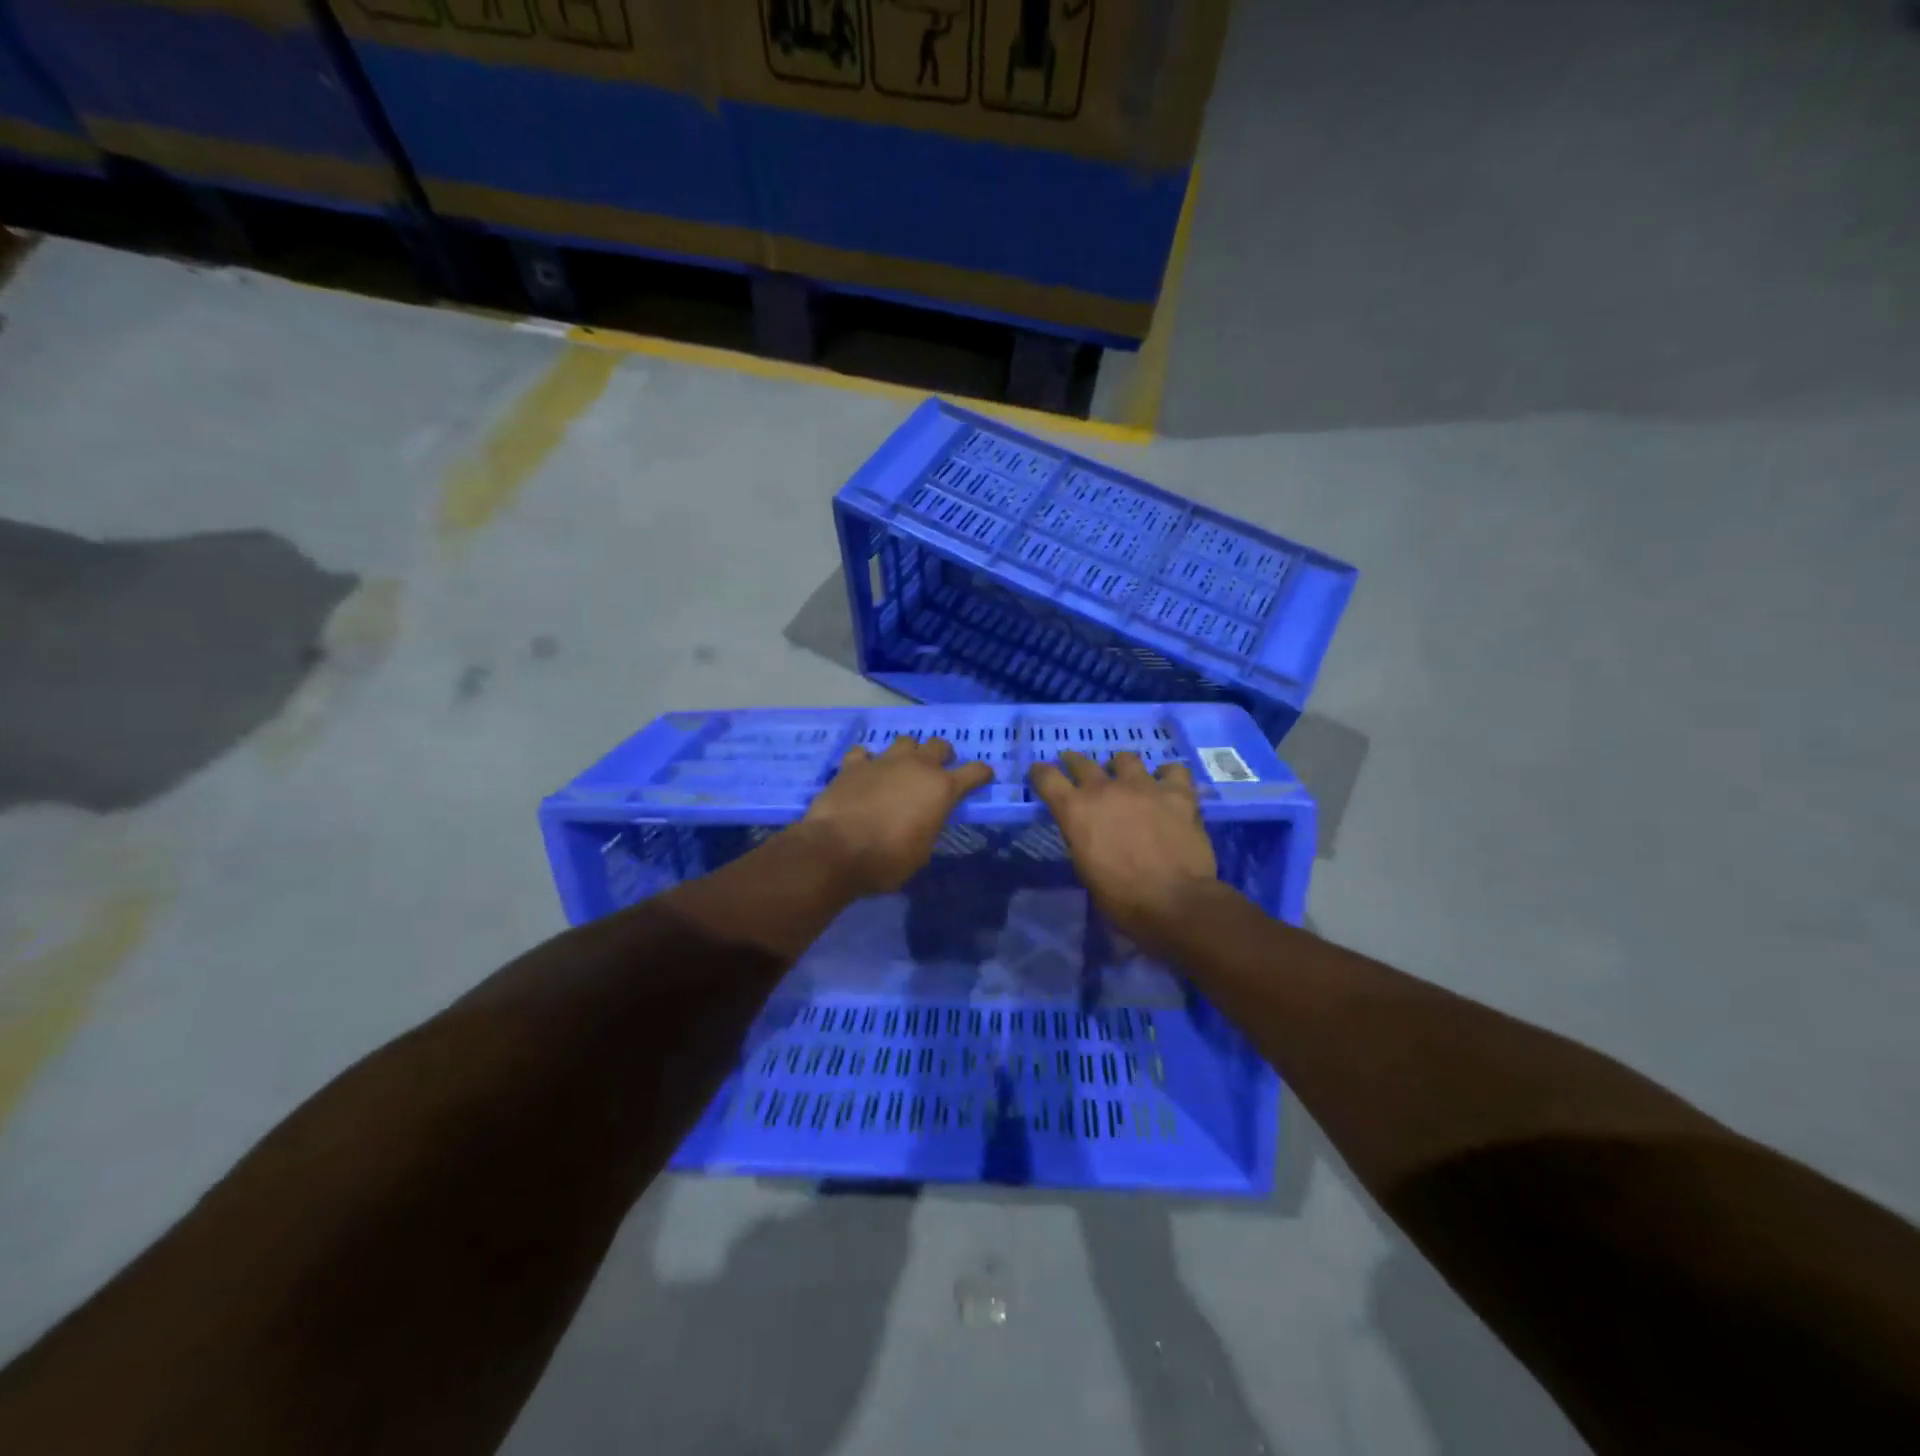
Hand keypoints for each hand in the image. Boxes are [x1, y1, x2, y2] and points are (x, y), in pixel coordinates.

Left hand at [795, 737, 994, 895]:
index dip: (982, 774)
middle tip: (938, 771)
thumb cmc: (886, 860)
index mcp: (941, 789)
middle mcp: (917, 767)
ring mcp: (883, 761)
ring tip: (900, 769)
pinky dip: (867, 762)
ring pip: (904, 741)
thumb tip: (924, 821)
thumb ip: (928, 827)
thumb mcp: (921, 852)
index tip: (984, 776)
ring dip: (907, 754)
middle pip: (939, 745)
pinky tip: (863, 774)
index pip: (974, 772)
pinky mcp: (853, 765)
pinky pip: (864, 753)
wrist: (835, 850)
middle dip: (943, 755)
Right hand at [1030, 751, 1217, 945]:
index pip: (1047, 777)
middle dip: (1075, 763)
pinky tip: (1168, 786)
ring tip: (1126, 778)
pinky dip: (1168, 776)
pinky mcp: (1177, 792)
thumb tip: (1086, 830)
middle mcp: (1105, 789)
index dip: (1040, 773)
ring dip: (1121, 768)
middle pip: (1082, 762)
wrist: (1175, 903)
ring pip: (1126, 759)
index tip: (1039, 773)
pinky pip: (1172, 771)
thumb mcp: (1085, 869)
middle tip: (1076, 768)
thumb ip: (1081, 839)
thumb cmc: (1123, 898)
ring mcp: (1143, 786)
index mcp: (1076, 810)